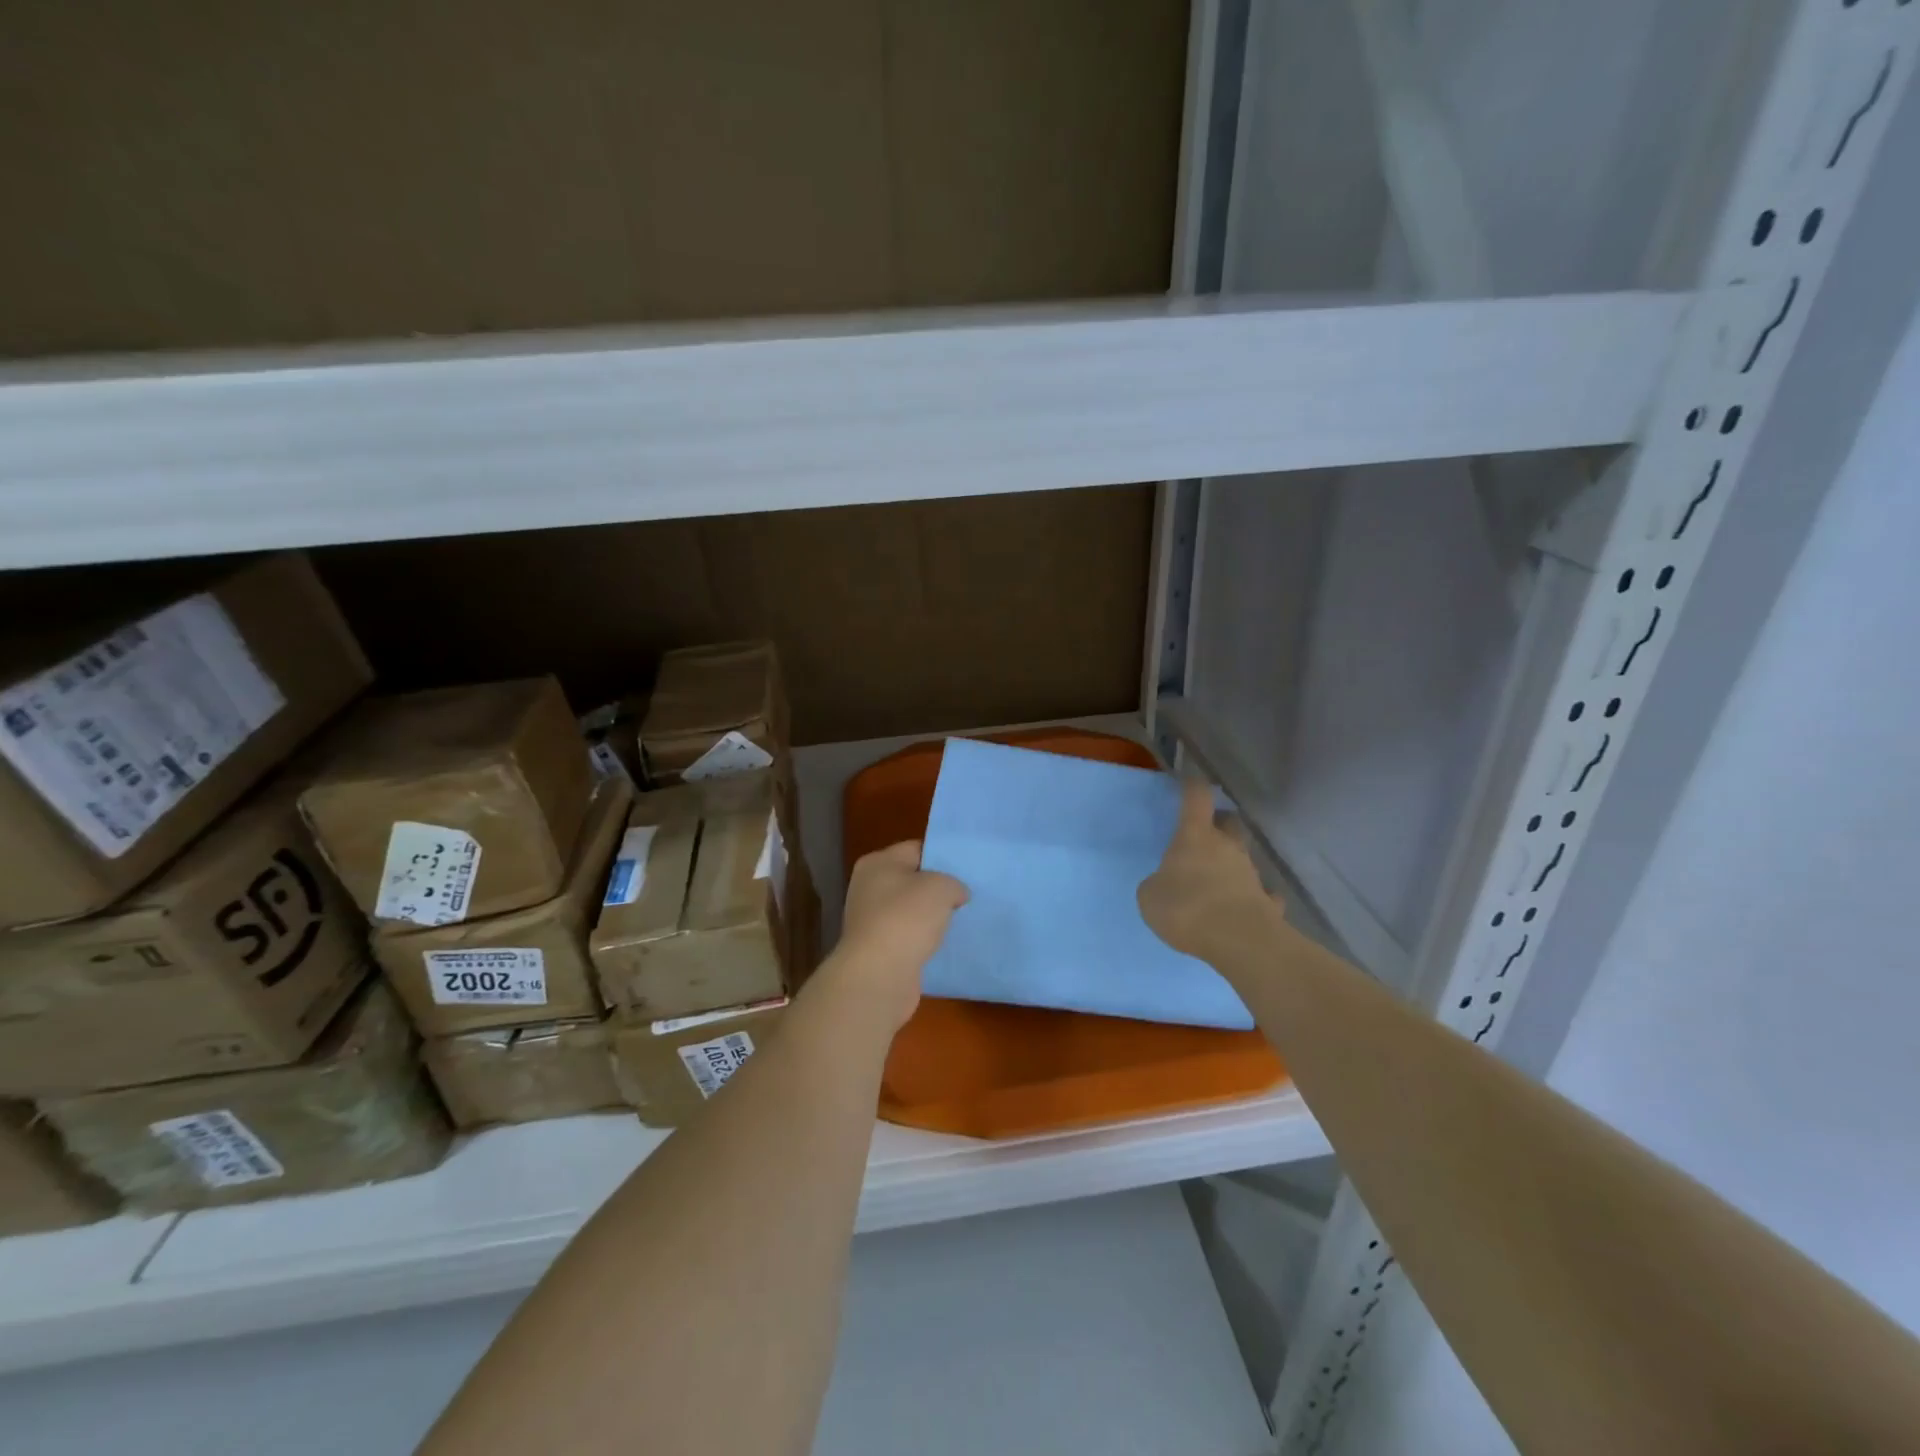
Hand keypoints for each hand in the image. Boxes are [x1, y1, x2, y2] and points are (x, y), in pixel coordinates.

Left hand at [830, 841, 968, 1029]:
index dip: (943, 857)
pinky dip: (925, 941)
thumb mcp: (941, 887)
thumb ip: (953, 883)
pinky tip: (945, 945)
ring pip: (911, 912)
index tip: (967, 869)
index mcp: (877, 863)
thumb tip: (956, 894)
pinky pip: (909, 938)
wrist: (879, 975)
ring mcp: (871, 921)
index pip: (916, 849)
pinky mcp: (878, 950)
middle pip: (912, 881)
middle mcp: (869, 888)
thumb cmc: (907, 918)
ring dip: (932, 918)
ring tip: (962, 921)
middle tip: (968, 895)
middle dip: (939, 889)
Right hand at [1138, 781, 1278, 960]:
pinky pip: (1262, 894)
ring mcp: (1252, 873)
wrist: (1239, 941)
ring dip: (1232, 863)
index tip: (1190, 782)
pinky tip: (1243, 909)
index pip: (1197, 797)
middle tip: (1206, 835)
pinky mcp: (1269, 902)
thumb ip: (1157, 884)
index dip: (1193, 787)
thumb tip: (1165, 884)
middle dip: (1220, 823)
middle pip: (1230, 822)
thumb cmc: (1187, 908)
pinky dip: (1254, 897)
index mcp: (1195, 836)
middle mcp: (1227, 847)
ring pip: (1244, 857)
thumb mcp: (1150, 897)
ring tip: (1217, 883)